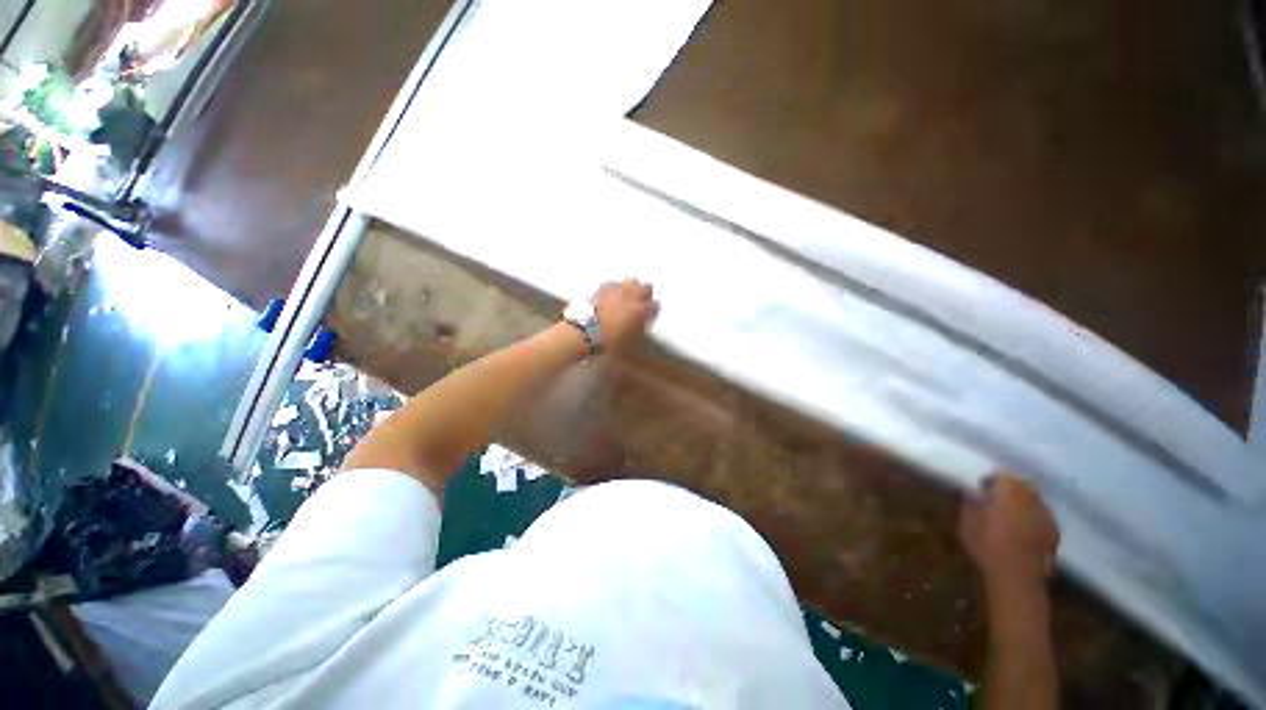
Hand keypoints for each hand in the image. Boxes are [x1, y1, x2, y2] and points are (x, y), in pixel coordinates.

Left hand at [592, 279, 658, 352]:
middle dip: (646, 294)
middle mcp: (632, 296)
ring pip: (631, 281)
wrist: (584, 332)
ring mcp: (617, 290)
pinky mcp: (603, 288)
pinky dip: (616, 287)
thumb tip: (643, 323)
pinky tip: (613, 294)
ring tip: (628, 295)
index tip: (650, 314)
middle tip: (642, 302)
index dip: (653, 310)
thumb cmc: (608, 342)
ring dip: (632, 287)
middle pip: (647, 288)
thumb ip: (640, 329)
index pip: (655, 305)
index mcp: (642, 311)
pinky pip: (614, 283)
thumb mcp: (630, 342)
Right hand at [959, 474, 1059, 588]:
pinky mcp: (1054, 531)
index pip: (1005, 473)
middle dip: (1011, 487)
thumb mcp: (967, 523)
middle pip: (1023, 484)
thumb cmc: (987, 546)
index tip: (984, 485)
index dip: (994, 477)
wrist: (1016, 577)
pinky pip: (1043, 515)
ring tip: (1011, 514)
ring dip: (1023, 501)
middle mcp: (1032, 499)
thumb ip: (970, 503)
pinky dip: (1033, 516)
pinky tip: (1023, 529)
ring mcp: (1047, 516)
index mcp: (1009, 493)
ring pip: (1035, 499)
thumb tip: (969, 490)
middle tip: (997, 498)